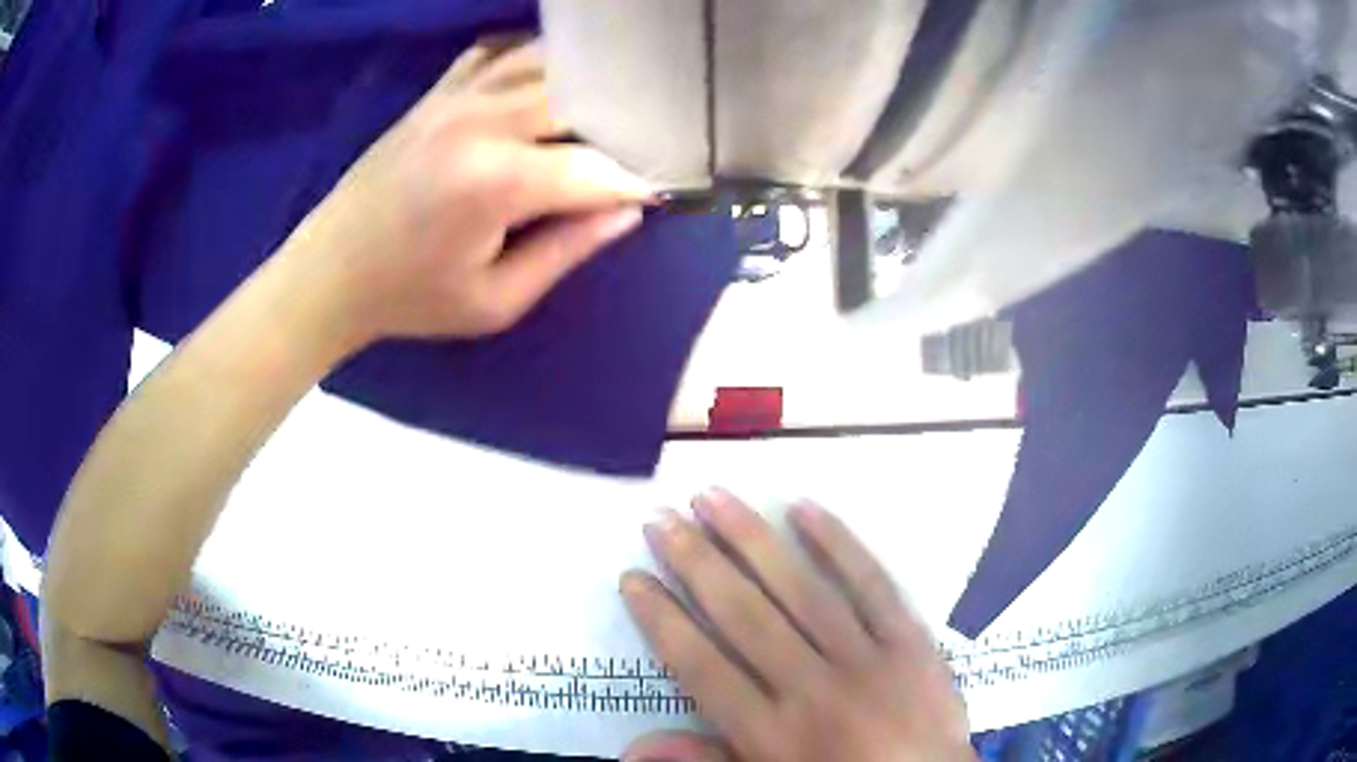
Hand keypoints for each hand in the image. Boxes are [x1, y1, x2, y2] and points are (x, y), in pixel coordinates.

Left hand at [280, 38, 650, 346]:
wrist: (329, 273)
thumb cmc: (411, 298)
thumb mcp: (495, 302)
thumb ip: (566, 251)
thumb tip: (627, 212)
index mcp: (497, 182)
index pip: (595, 168)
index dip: (637, 181)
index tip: (661, 193)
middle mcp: (482, 122)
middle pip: (580, 97)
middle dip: (619, 122)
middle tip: (639, 148)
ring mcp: (456, 98)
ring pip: (546, 62)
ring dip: (583, 83)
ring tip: (605, 110)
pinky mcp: (437, 93)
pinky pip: (498, 52)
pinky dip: (531, 59)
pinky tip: (546, 80)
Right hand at [621, 492, 973, 761]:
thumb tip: (630, 747)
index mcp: (772, 733)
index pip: (701, 666)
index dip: (662, 620)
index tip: (633, 577)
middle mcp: (812, 688)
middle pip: (744, 616)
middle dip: (696, 563)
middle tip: (661, 518)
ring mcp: (865, 659)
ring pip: (799, 589)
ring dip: (752, 540)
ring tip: (713, 497)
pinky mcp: (910, 640)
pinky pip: (872, 585)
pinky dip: (839, 544)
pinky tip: (804, 508)